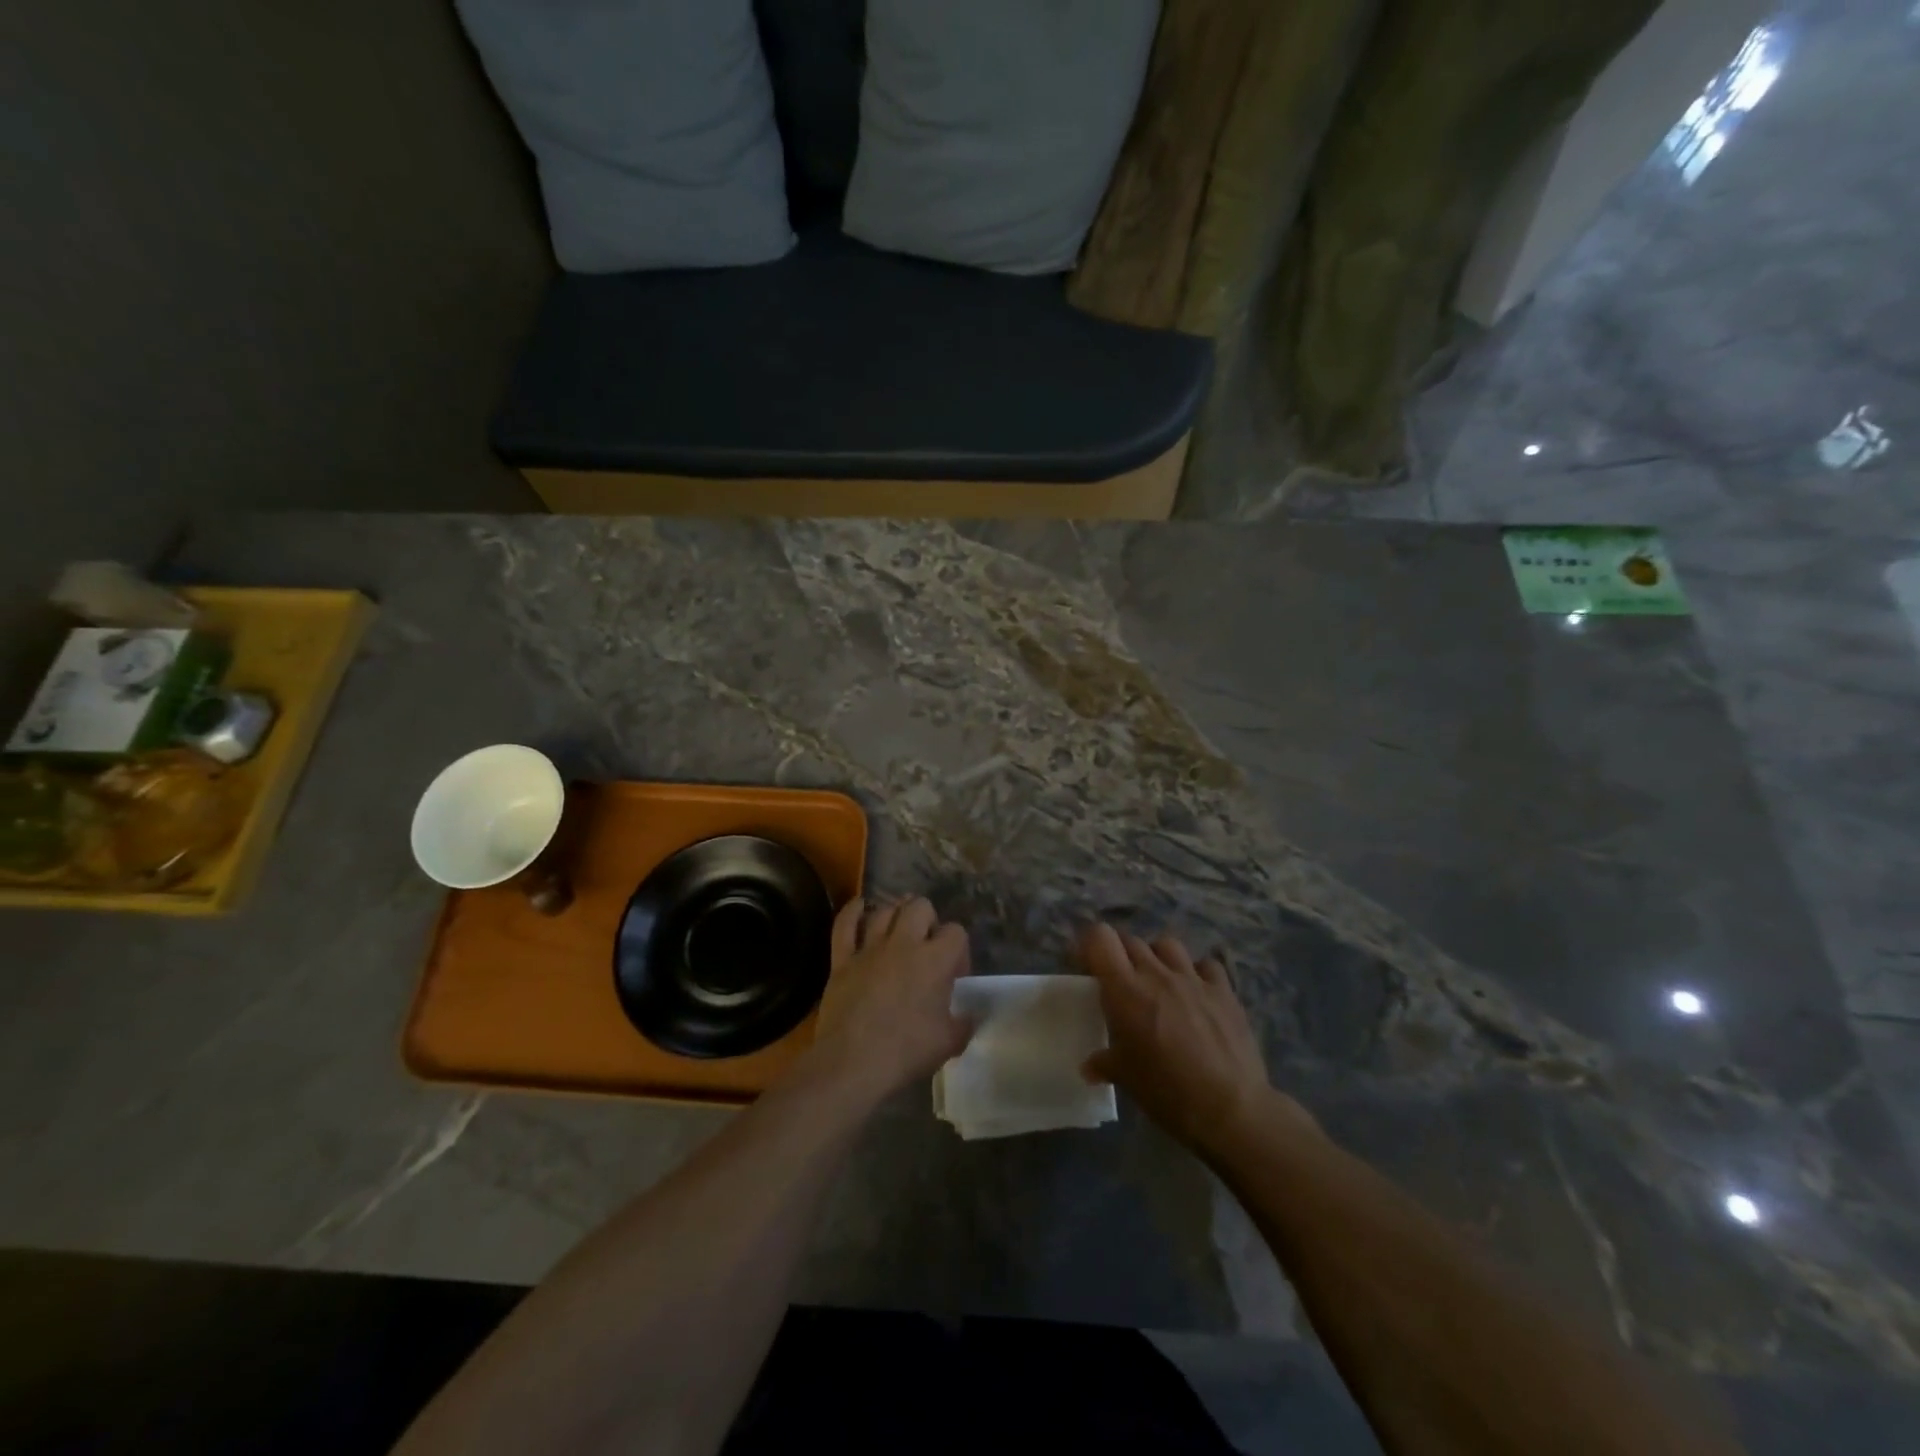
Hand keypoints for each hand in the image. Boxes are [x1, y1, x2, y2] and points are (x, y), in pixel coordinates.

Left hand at [803, 896, 973, 1103]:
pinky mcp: (842, 959)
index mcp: (935, 960)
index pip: (956, 932)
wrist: (853, 1063)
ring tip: (898, 931)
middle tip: (926, 947)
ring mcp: (870, 948)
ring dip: (895, 916)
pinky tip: (860, 906)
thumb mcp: (950, 1042)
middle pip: (920, 907)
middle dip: (928, 920)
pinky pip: (845, 924)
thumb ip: (965, 1023)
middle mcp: (904, 943)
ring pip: (884, 911)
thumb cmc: (906, 1051)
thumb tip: (970, 1016)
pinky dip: (852, 912)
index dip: (958, 949)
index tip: (954, 975)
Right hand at [1079, 924, 1286, 1155]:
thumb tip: (1089, 1067)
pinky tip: (1197, 991)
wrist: (1231, 1109)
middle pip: (1131, 940)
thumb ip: (1104, 1063)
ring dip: (1156, 956)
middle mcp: (1157, 974)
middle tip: (1119, 980)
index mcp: (1125, 990)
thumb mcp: (1125, 1078)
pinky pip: (1206, 965)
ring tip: (1157, 979)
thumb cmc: (1167, 1091)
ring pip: (1167, 945)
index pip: (1100, 938)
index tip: (1087, 965)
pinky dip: (1197, 972)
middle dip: (1120, 954)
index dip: (1090, 945)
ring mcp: (1193, 978)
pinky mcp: (1224, 991)